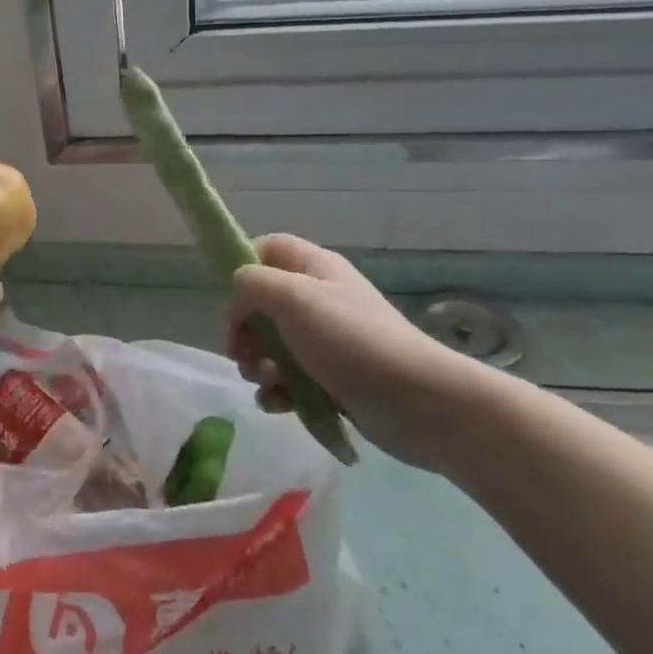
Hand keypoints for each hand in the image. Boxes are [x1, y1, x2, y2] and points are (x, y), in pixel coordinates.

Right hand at [225, 234, 489, 470]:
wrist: (420, 404)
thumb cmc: (351, 340)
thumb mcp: (292, 298)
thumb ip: (252, 284)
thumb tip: (239, 297)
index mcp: (314, 268)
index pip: (267, 249)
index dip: (243, 267)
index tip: (232, 299)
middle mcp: (319, 298)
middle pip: (262, 302)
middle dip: (244, 328)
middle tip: (240, 351)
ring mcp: (327, 341)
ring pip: (272, 344)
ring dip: (257, 363)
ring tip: (265, 381)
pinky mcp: (332, 380)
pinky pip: (290, 379)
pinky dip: (278, 391)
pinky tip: (278, 405)